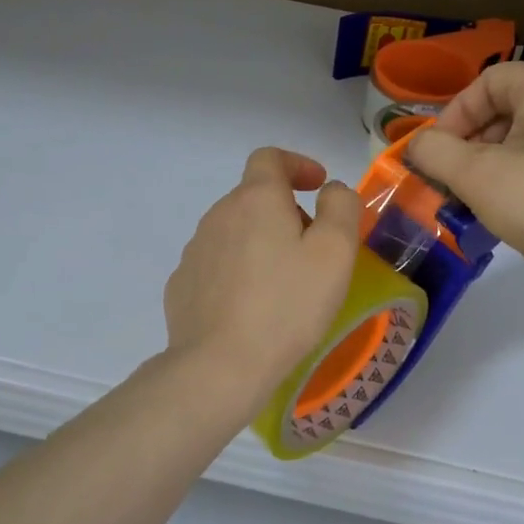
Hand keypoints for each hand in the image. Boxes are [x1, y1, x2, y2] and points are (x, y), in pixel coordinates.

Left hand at [162, 148, 362, 419]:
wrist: (220, 365)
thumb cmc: (287, 305)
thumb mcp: (335, 252)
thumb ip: (341, 207)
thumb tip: (330, 190)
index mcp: (255, 199)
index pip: (270, 158)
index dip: (297, 164)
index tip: (317, 187)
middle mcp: (218, 215)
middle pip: (254, 198)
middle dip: (285, 212)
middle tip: (313, 251)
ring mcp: (195, 251)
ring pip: (235, 232)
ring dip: (260, 243)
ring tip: (284, 285)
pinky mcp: (182, 285)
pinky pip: (217, 265)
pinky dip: (238, 272)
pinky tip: (252, 308)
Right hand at [407, 62, 523, 285]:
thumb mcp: (476, 178)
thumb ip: (435, 152)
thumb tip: (419, 144)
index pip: (489, 81)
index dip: (456, 114)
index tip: (439, 152)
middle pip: (514, 101)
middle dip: (477, 137)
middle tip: (459, 175)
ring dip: (501, 153)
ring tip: (487, 192)